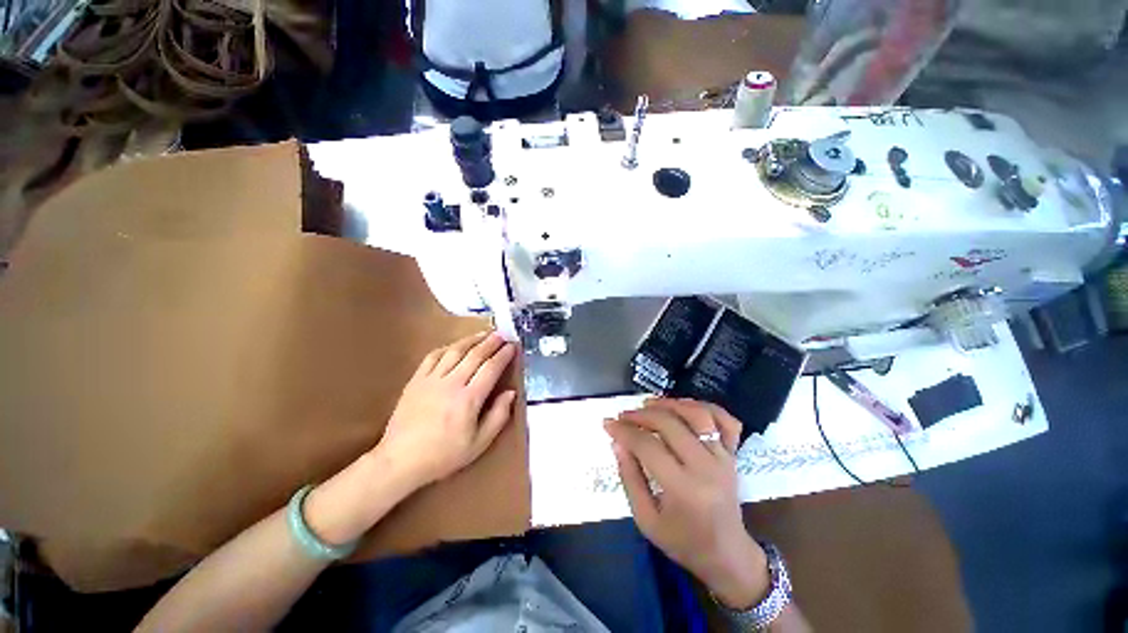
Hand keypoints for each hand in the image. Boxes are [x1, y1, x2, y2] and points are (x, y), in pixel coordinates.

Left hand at [376, 331, 518, 488]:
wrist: (400, 461)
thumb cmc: (443, 455)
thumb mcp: (478, 444)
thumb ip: (498, 416)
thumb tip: (511, 393)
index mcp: (469, 399)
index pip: (491, 369)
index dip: (503, 355)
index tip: (512, 345)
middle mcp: (451, 383)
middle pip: (475, 355)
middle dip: (491, 342)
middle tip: (502, 334)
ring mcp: (431, 379)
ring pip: (455, 351)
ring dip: (471, 340)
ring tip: (483, 334)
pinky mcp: (416, 380)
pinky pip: (433, 356)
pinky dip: (447, 347)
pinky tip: (455, 346)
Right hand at [605, 398, 769, 609]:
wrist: (727, 554)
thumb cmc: (682, 541)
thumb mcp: (645, 519)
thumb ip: (629, 478)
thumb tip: (618, 442)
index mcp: (683, 489)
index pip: (648, 446)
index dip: (624, 431)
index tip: (608, 424)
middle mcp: (706, 467)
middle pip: (670, 424)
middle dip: (641, 415)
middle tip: (623, 415)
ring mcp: (724, 458)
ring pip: (698, 415)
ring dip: (670, 404)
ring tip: (649, 404)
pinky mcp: (733, 454)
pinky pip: (726, 420)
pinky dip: (706, 406)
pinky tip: (685, 406)